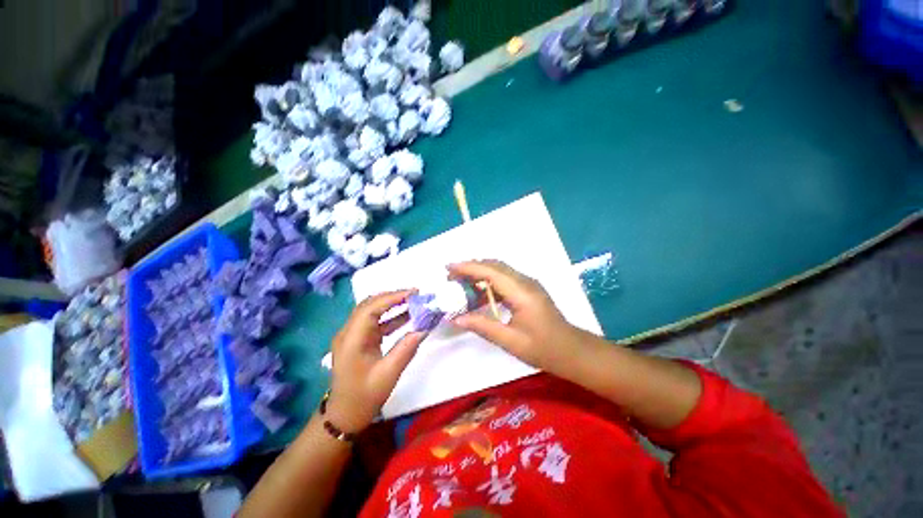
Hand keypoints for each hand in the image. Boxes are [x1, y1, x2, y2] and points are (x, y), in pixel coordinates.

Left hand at [327, 290, 426, 432]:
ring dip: (392, 304)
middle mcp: (349, 332)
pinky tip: (407, 316)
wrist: (345, 416)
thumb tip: (424, 328)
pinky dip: (391, 316)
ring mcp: (352, 335)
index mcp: (352, 339)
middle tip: (416, 295)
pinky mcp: (359, 340)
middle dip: (393, 297)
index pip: (371, 308)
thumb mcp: (388, 374)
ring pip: (372, 311)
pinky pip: (375, 322)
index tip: (414, 293)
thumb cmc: (364, 397)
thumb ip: (406, 348)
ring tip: (414, 302)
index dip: (392, 297)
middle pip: (370, 305)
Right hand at [448, 260, 589, 377]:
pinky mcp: (528, 289)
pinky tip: (478, 294)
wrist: (572, 351)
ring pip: (499, 270)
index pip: (490, 272)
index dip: (468, 267)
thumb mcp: (511, 341)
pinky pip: (504, 279)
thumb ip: (483, 327)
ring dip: (479, 273)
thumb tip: (456, 318)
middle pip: (494, 265)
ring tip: (460, 284)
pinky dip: (488, 282)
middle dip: (471, 267)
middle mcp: (525, 282)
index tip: (448, 268)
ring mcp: (528, 284)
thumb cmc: (544, 348)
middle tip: (450, 277)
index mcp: (522, 293)